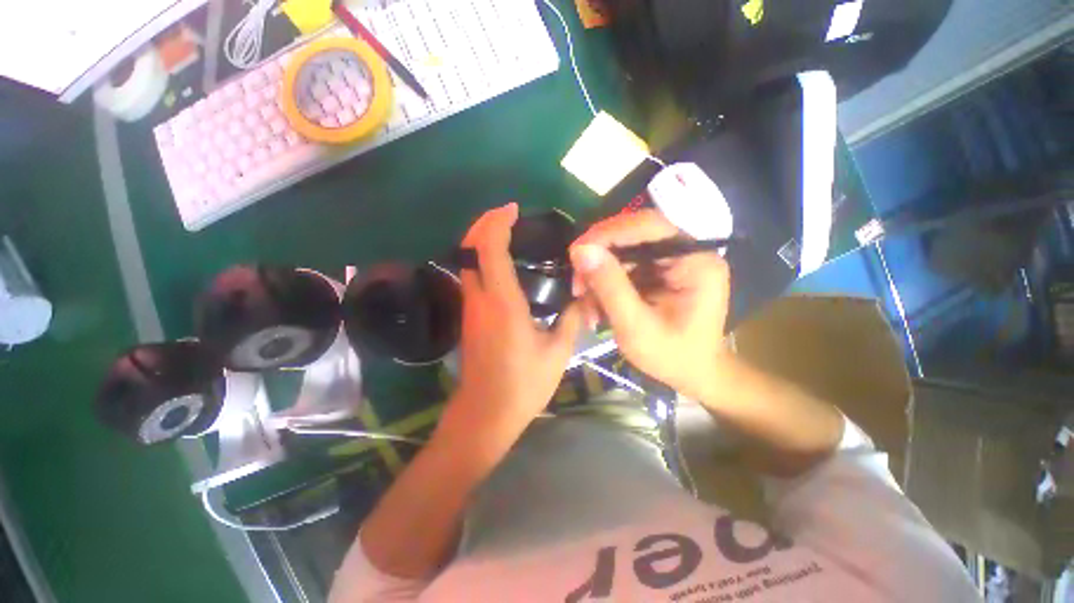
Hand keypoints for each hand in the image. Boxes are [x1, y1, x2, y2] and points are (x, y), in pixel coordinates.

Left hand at [448, 203, 582, 437]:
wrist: (486, 413)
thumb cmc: (523, 384)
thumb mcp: (558, 352)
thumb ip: (571, 320)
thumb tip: (582, 298)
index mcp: (503, 303)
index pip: (489, 250)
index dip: (497, 223)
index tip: (512, 209)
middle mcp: (479, 299)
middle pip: (469, 249)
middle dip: (483, 224)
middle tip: (507, 214)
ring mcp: (470, 308)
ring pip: (466, 261)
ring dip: (481, 240)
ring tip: (506, 233)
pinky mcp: (469, 317)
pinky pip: (470, 275)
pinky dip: (481, 258)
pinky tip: (501, 263)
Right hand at [570, 210, 730, 399]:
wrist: (692, 375)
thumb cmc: (672, 357)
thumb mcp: (636, 327)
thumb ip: (610, 286)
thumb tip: (580, 250)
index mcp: (695, 261)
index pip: (649, 226)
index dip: (608, 233)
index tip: (576, 252)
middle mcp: (687, 252)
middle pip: (633, 236)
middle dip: (599, 261)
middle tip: (577, 287)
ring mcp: (672, 261)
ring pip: (622, 253)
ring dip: (598, 277)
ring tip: (588, 308)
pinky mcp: (659, 271)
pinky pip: (624, 267)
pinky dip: (605, 285)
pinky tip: (597, 307)